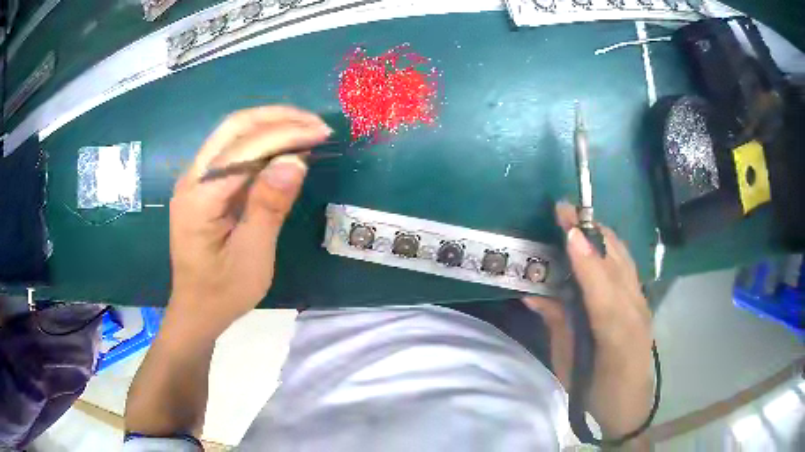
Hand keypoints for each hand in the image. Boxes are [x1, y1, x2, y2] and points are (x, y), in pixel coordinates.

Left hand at [167, 106, 331, 336]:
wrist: (197, 309)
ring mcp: (195, 179)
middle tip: (315, 124)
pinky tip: (284, 148)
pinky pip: (233, 151)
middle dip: (277, 118)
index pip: (244, 148)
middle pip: (234, 127)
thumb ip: (269, 206)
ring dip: (270, 126)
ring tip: (306, 130)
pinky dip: (261, 143)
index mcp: (199, 197)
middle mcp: (191, 178)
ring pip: (233, 134)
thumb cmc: (223, 291)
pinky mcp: (203, 185)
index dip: (285, 134)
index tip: (321, 133)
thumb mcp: (252, 255)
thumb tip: (295, 160)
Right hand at [523, 202, 653, 437]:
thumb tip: (534, 294)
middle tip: (563, 210)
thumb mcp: (569, 366)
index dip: (586, 260)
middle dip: (591, 233)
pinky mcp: (643, 300)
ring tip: (576, 217)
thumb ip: (558, 325)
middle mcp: (635, 313)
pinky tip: (595, 240)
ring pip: (624, 259)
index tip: (568, 231)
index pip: (603, 292)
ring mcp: (642, 303)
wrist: (631, 403)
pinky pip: (626, 265)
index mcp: (615, 338)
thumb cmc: (595, 393)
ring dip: (600, 234)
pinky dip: (610, 246)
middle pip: (617, 264)